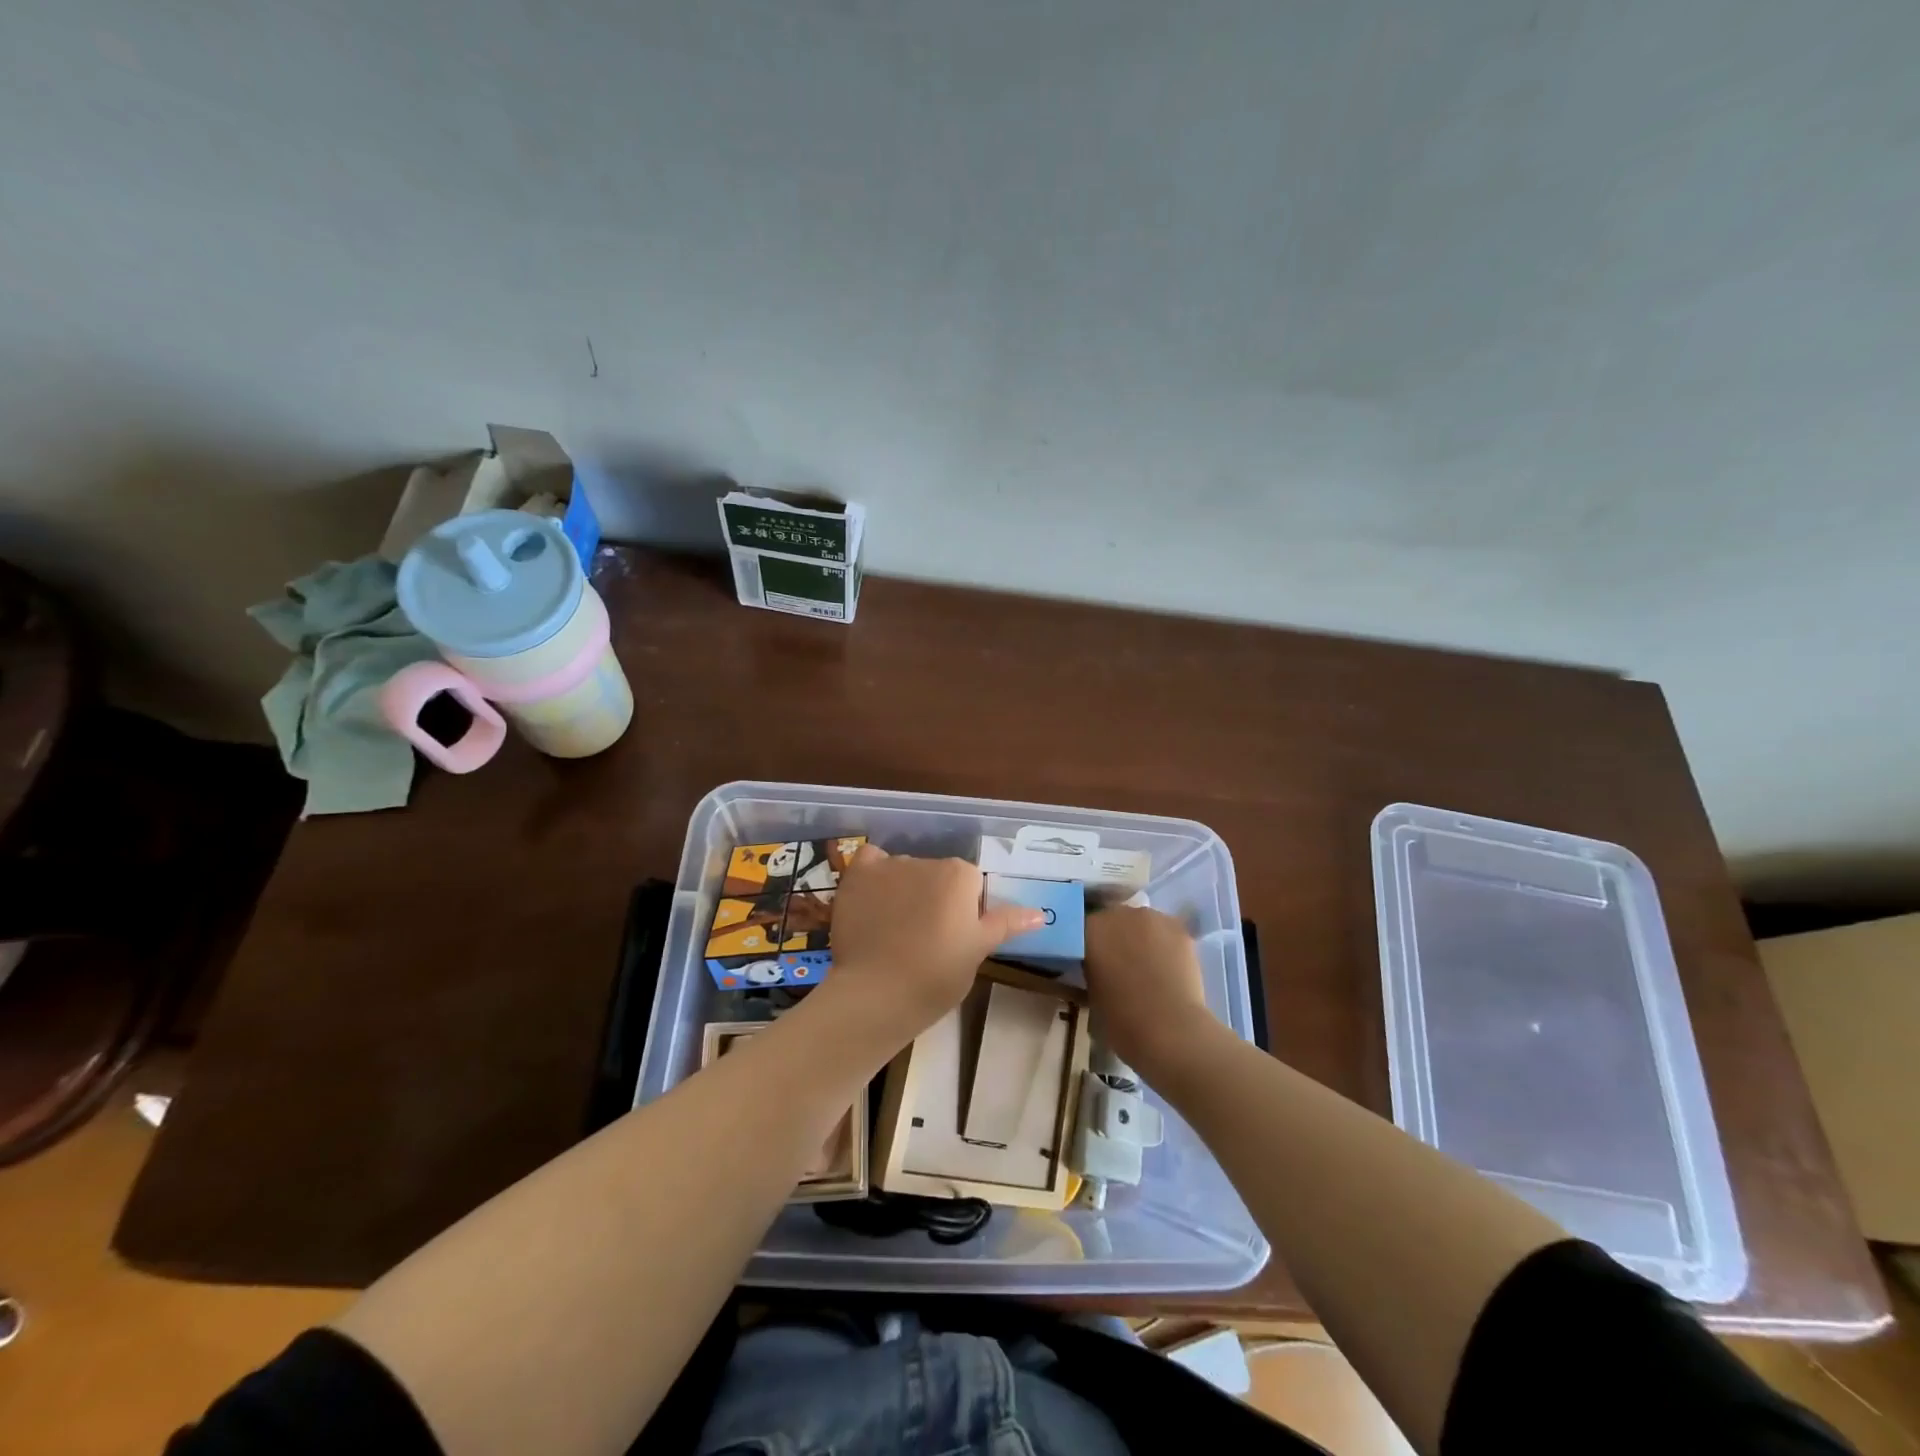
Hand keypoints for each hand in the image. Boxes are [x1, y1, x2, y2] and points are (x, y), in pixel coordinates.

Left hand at [823, 847, 1043, 1044]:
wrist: (877, 993)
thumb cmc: (936, 976)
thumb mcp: (977, 951)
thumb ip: (1005, 924)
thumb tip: (1039, 913)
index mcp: (961, 875)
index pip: (970, 884)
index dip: (964, 912)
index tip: (954, 939)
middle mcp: (927, 860)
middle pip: (937, 875)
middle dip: (934, 898)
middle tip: (926, 939)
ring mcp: (889, 866)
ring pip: (904, 871)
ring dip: (904, 890)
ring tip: (894, 931)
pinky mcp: (858, 876)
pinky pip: (870, 861)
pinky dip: (874, 874)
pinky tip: (872, 899)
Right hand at [1083, 906, 1221, 1076]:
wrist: (1170, 1030)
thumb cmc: (1121, 1019)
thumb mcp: (1090, 994)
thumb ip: (1090, 970)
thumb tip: (1095, 967)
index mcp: (1089, 929)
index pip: (1082, 929)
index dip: (1088, 945)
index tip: (1091, 962)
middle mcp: (1117, 913)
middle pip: (1113, 919)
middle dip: (1114, 937)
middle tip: (1119, 964)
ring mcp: (1150, 917)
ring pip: (1141, 922)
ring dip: (1140, 937)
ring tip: (1147, 965)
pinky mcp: (1178, 927)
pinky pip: (1165, 930)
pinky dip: (1164, 943)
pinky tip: (1168, 966)